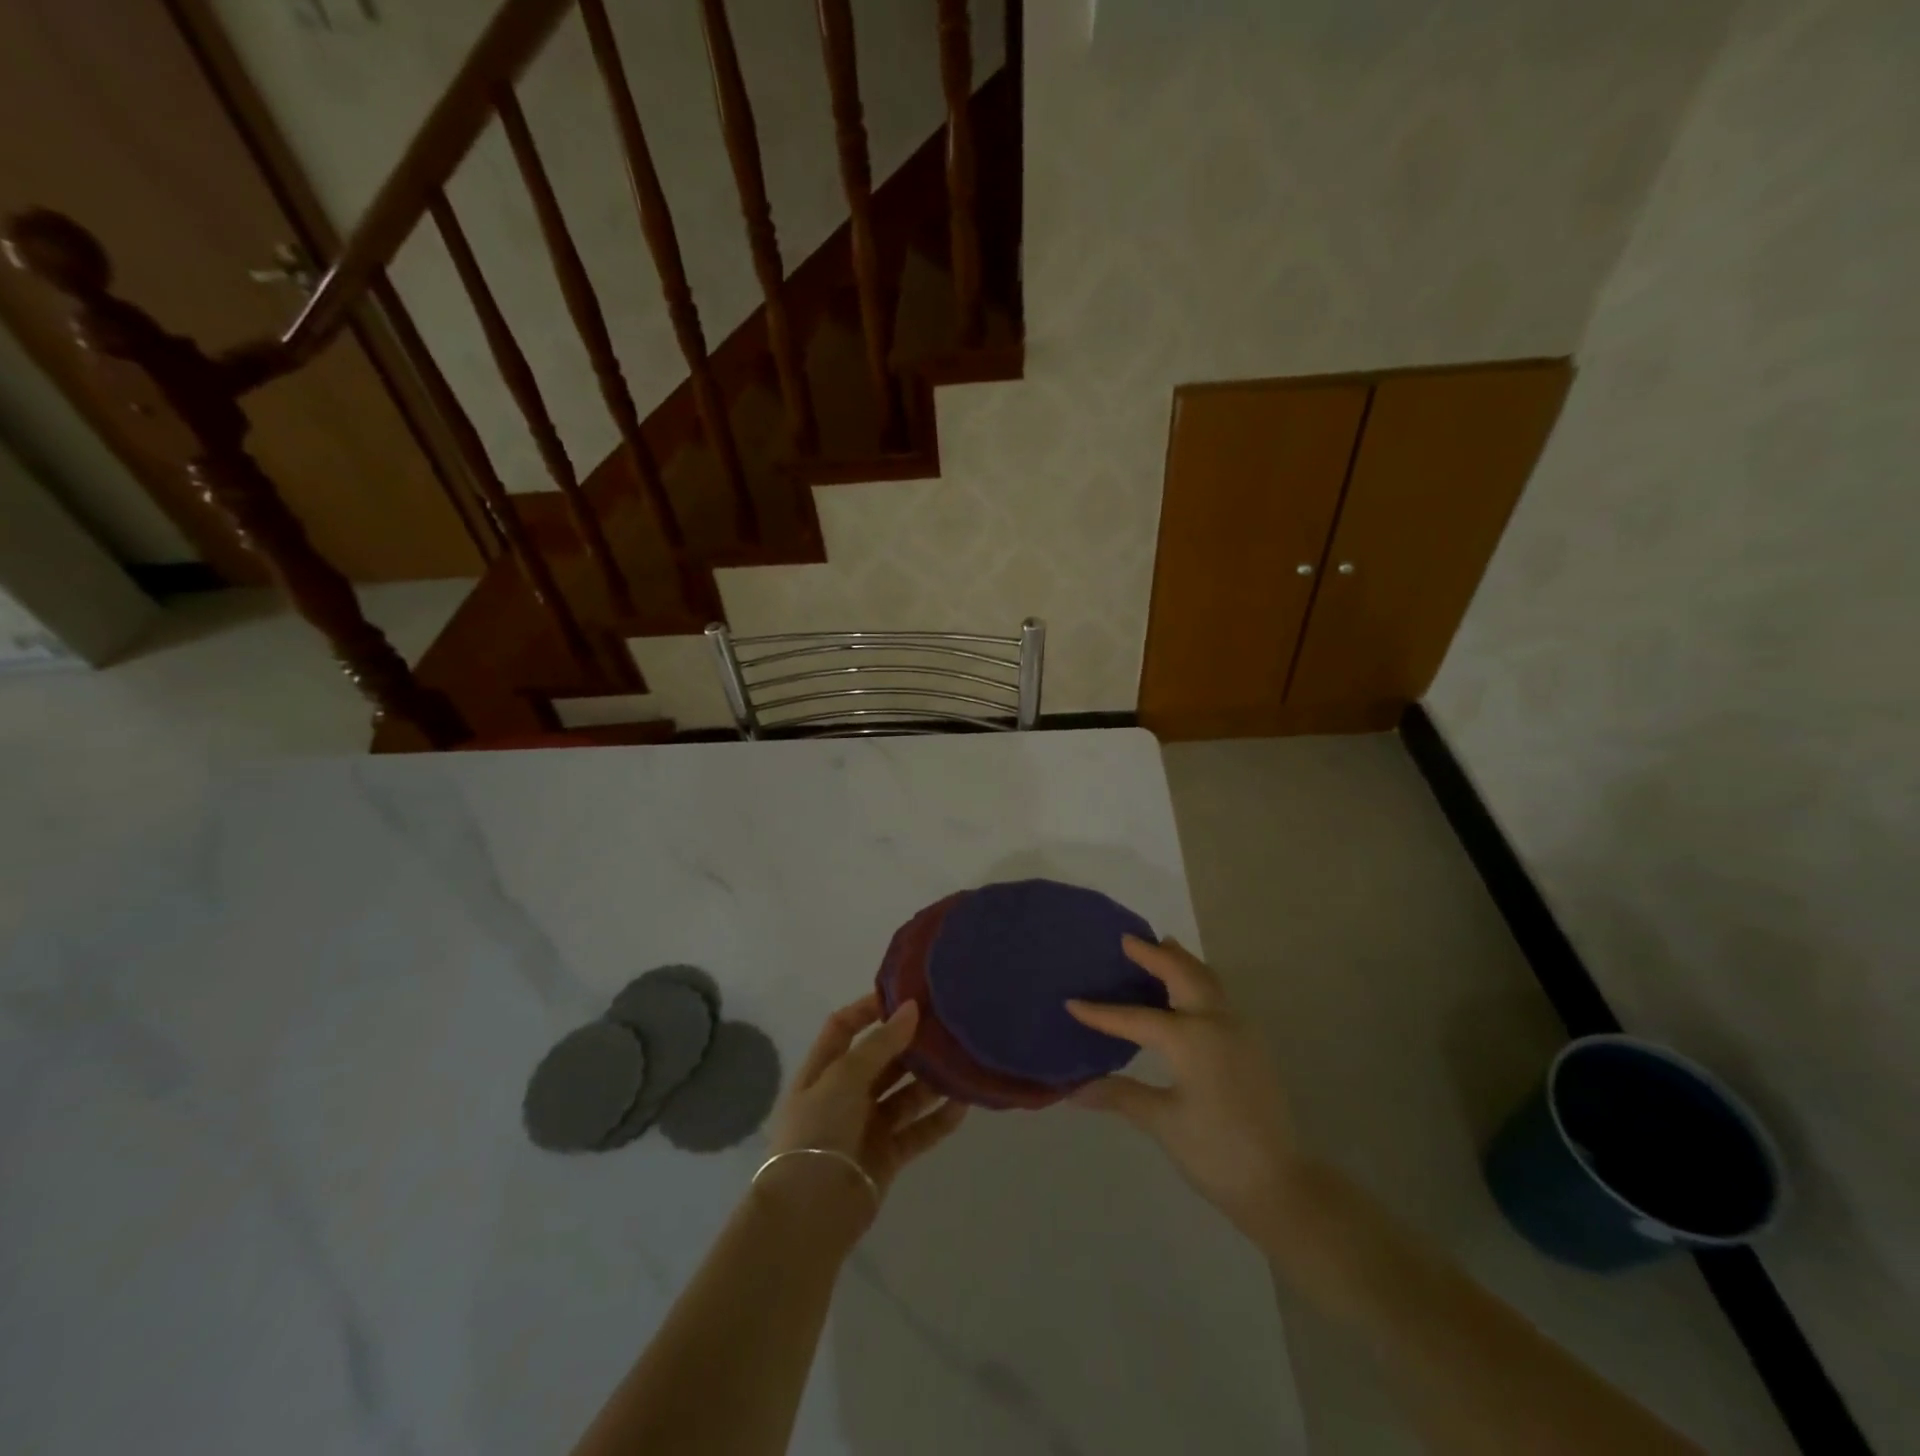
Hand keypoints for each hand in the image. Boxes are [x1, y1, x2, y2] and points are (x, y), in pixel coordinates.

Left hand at [765, 995, 966, 1217]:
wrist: (810, 1213)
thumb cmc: (818, 1131)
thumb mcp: (843, 1077)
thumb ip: (880, 1044)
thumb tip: (911, 1008)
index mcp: (823, 1071)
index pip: (844, 1027)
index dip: (869, 1009)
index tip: (905, 995)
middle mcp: (844, 1094)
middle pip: (880, 1059)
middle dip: (909, 1044)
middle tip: (945, 1026)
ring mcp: (866, 1126)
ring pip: (904, 1094)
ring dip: (929, 1080)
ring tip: (960, 1062)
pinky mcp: (887, 1156)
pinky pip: (918, 1131)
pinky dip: (939, 1119)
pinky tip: (963, 1104)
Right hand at [1066, 937, 1300, 1243]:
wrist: (1279, 1184)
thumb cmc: (1215, 1152)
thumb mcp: (1161, 1122)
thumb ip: (1120, 1095)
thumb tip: (1074, 1090)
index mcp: (1190, 1039)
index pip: (1134, 1018)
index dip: (1101, 1013)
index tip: (1072, 1002)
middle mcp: (1216, 1022)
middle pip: (1183, 974)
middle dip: (1155, 954)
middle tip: (1128, 939)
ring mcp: (1239, 1030)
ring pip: (1207, 980)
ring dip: (1182, 962)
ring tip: (1161, 946)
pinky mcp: (1250, 1044)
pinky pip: (1219, 996)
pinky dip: (1198, 981)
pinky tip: (1186, 992)